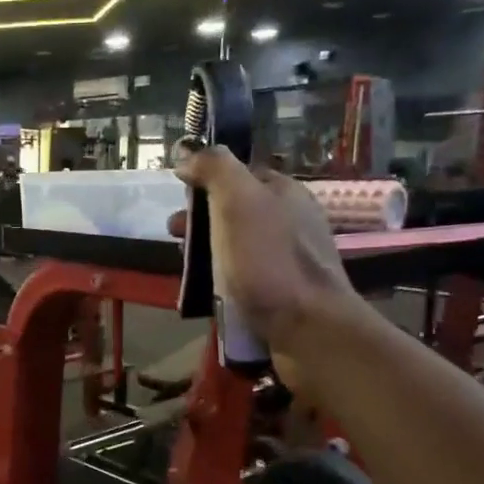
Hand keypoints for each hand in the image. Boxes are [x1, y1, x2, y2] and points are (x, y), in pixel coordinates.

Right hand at [169, 144, 362, 372]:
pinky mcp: (286, 296)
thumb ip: (215, 169)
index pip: (240, 175)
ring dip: (208, 256)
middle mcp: (292, 222)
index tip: (178, 199)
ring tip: (186, 273)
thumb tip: (188, 153)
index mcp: (285, 193)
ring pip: (238, 249)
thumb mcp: (237, 202)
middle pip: (236, 213)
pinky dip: (223, 284)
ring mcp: (290, 261)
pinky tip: (209, 297)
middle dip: (201, 223)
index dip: (206, 182)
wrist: (308, 329)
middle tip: (175, 239)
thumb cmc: (269, 261)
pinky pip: (246, 281)